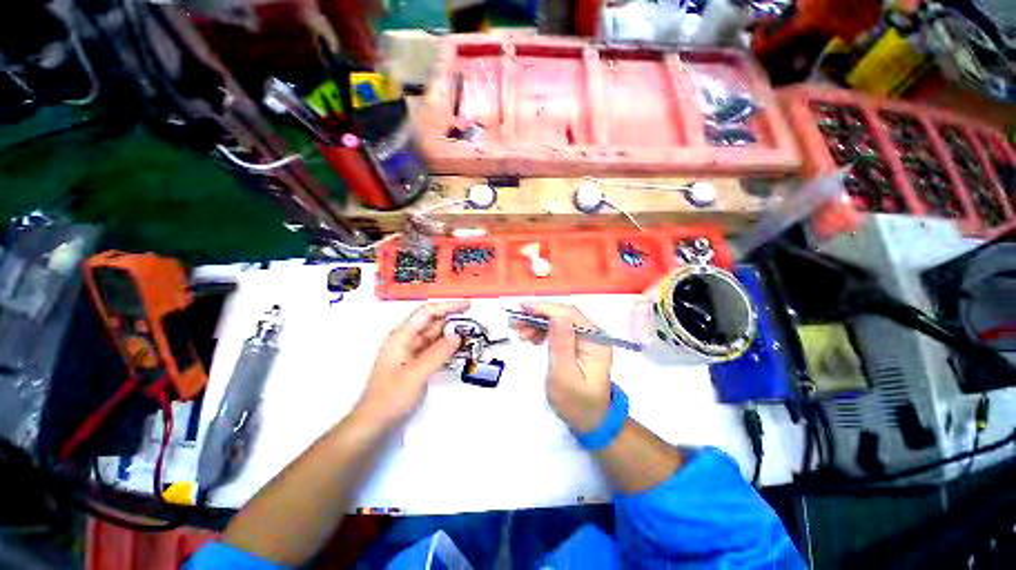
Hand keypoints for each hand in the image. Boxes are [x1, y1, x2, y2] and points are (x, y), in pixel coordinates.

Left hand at [354, 301, 469, 425]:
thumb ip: (439, 353)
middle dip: (453, 321)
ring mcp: (412, 352)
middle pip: (433, 323)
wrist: (375, 423)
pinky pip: (435, 350)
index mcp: (402, 336)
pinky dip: (447, 348)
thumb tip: (458, 336)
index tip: (467, 306)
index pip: (427, 312)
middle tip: (474, 323)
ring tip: (471, 336)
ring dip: (452, 335)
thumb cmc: (391, 397)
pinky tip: (459, 350)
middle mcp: (407, 340)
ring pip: (436, 337)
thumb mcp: (416, 373)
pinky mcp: (416, 363)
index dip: (448, 306)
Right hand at [512, 302, 611, 432]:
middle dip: (539, 315)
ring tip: (522, 332)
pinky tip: (532, 337)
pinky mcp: (577, 344)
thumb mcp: (565, 376)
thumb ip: (561, 344)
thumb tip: (556, 317)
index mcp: (595, 341)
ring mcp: (585, 339)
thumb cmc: (577, 403)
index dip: (545, 308)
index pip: (569, 315)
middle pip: (563, 315)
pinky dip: (543, 330)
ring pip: (559, 320)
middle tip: (517, 323)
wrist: (590, 421)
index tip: (523, 308)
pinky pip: (558, 329)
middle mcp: (593, 335)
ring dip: (538, 323)